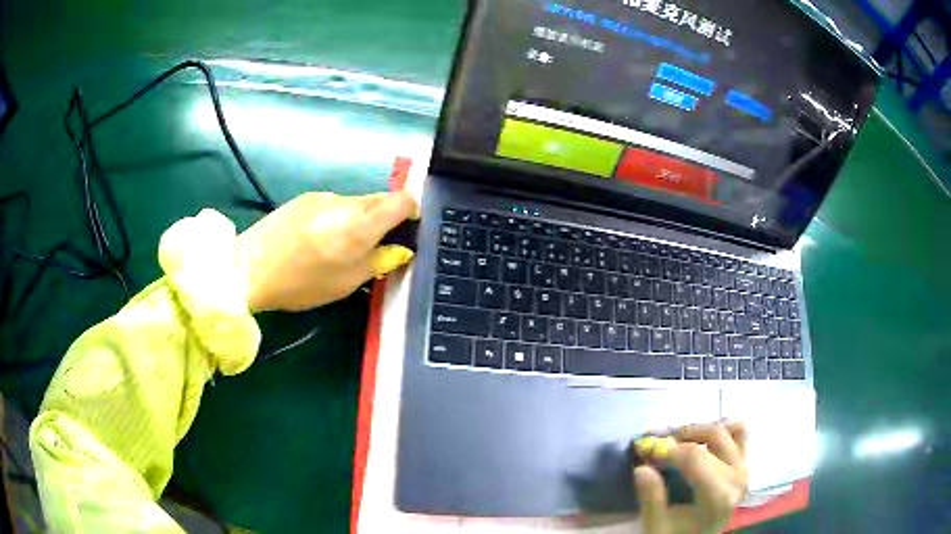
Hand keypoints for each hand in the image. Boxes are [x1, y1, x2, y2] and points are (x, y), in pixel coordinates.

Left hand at [237, 191, 417, 311]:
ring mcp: (323, 196)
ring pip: (356, 203)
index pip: (402, 200)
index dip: (411, 212)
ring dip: (360, 219)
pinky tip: (319, 239)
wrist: (248, 268)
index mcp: (360, 224)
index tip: (407, 230)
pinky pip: (335, 204)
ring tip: (339, 247)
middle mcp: (345, 202)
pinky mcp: (305, 198)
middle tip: (375, 246)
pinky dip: (339, 218)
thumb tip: (399, 248)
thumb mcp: (347, 282)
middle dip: (386, 218)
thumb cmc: (301, 283)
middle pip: (380, 199)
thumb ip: (378, 261)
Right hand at [634, 422, 747, 533]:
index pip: (694, 456)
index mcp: (717, 496)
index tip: (641, 448)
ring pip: (728, 431)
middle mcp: (737, 478)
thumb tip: (641, 468)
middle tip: (655, 442)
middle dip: (681, 435)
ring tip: (677, 440)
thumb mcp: (656, 525)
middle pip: (713, 437)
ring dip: (701, 430)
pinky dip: (722, 430)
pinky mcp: (743, 467)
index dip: (667, 448)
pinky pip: (740, 435)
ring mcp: (743, 470)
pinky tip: (701, 440)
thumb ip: (652, 498)